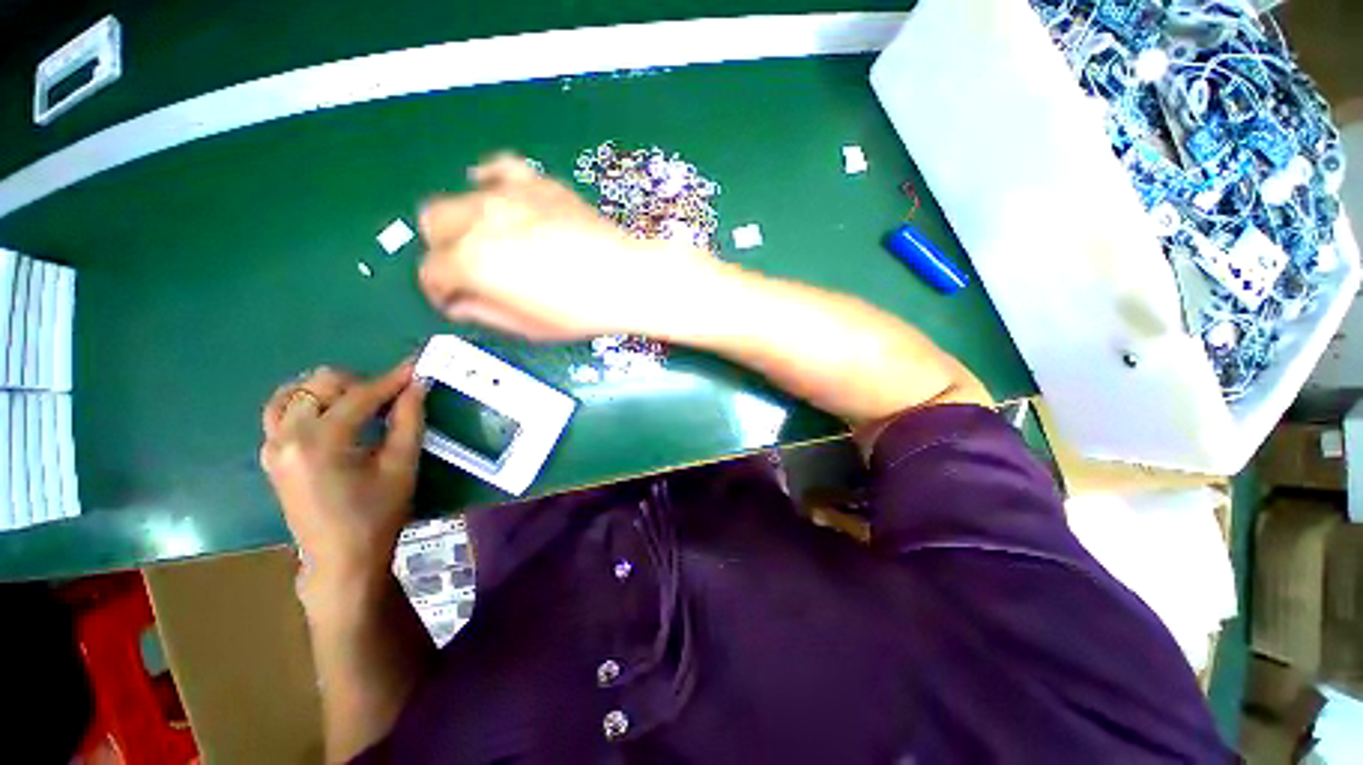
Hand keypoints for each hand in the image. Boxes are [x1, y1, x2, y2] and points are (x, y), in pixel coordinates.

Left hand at [260, 362, 426, 587]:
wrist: (340, 558)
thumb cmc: (377, 514)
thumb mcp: (402, 466)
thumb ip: (409, 420)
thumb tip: (418, 385)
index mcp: (321, 442)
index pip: (359, 395)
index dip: (393, 379)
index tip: (417, 367)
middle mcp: (287, 436)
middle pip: (321, 383)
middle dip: (361, 383)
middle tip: (391, 399)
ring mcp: (272, 444)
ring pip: (296, 391)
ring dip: (332, 390)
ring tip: (361, 405)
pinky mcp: (270, 453)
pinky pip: (281, 410)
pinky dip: (306, 401)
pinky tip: (331, 413)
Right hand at [417, 152, 722, 341]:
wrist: (628, 278)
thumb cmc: (581, 311)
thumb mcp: (528, 327)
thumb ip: (484, 313)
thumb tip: (460, 302)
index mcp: (473, 262)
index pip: (430, 272)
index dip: (438, 291)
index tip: (455, 300)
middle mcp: (480, 219)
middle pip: (433, 224)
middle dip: (443, 251)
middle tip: (470, 272)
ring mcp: (508, 195)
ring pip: (458, 197)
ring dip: (461, 221)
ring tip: (488, 242)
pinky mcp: (536, 182)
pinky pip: (498, 170)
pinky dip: (489, 184)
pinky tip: (498, 198)